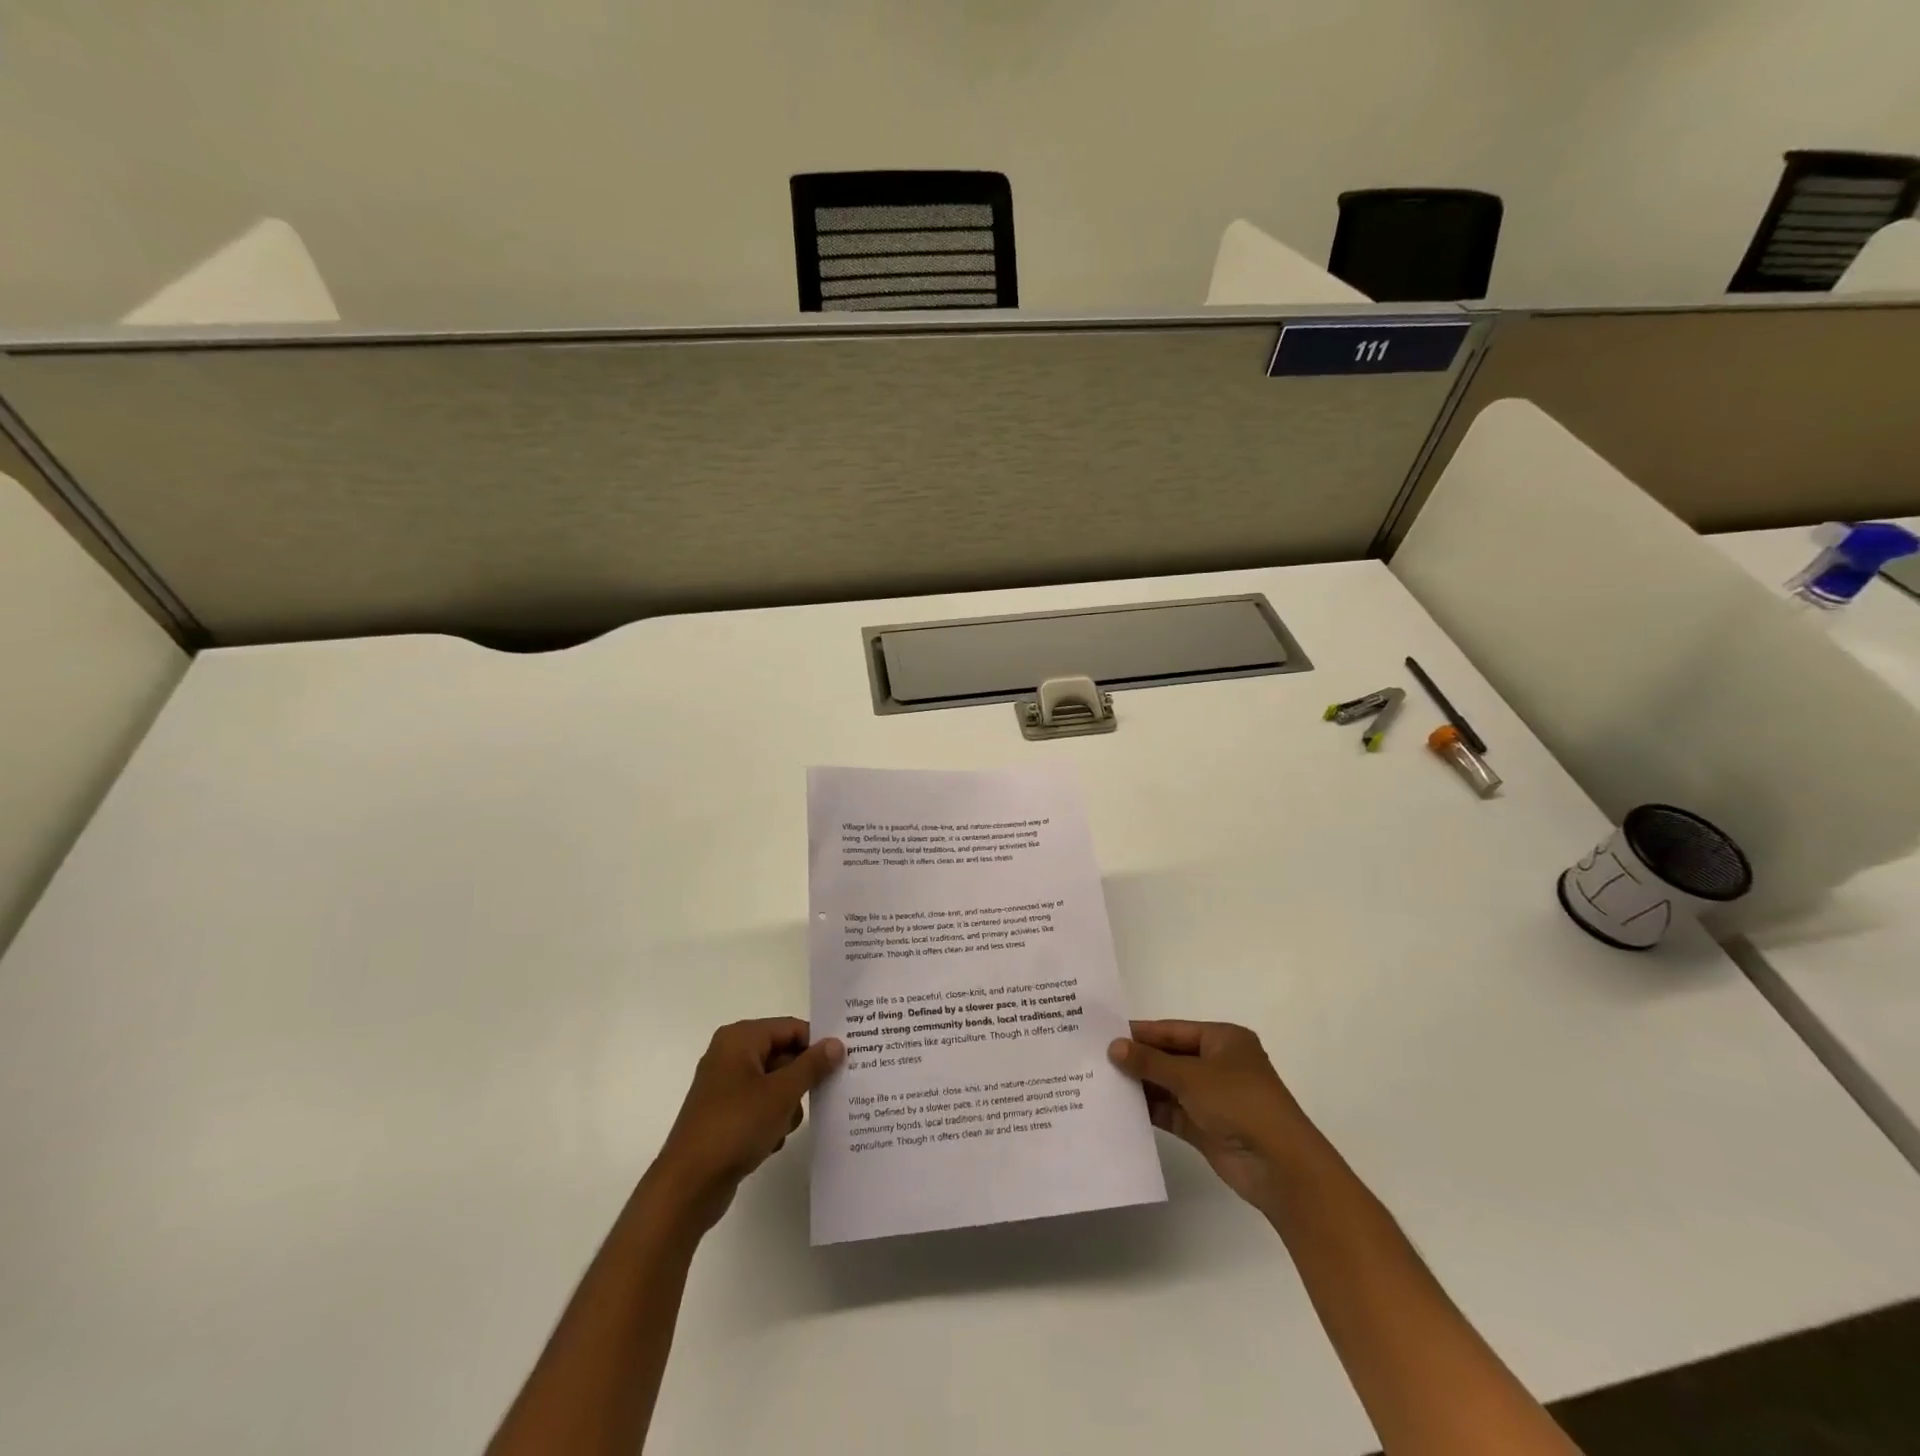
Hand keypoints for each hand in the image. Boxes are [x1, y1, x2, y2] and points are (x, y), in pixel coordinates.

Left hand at [649, 1018, 844, 1231]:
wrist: (688, 1186)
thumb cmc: (736, 1127)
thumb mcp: (782, 1093)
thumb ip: (812, 1065)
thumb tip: (837, 1043)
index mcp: (740, 1039)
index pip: (791, 1028)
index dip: (817, 1045)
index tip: (842, 1065)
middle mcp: (730, 1054)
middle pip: (783, 1055)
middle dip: (801, 1080)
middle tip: (822, 1099)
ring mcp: (725, 1086)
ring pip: (775, 1083)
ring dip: (787, 1105)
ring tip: (783, 1127)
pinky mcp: (724, 1113)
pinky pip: (760, 1105)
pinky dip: (771, 1120)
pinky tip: (771, 1141)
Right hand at [1108, 1020, 1318, 1213]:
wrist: (1280, 1167)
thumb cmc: (1239, 1103)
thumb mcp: (1190, 1076)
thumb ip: (1149, 1062)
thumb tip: (1113, 1047)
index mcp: (1223, 1039)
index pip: (1172, 1030)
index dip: (1140, 1032)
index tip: (1104, 1033)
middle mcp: (1218, 1064)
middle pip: (1169, 1057)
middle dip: (1137, 1060)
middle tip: (1096, 1057)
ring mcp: (1212, 1098)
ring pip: (1168, 1085)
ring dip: (1141, 1085)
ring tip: (1101, 1081)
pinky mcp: (1206, 1127)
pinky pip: (1171, 1111)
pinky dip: (1150, 1109)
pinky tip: (1120, 1108)